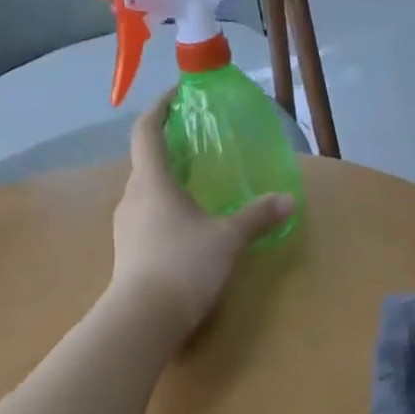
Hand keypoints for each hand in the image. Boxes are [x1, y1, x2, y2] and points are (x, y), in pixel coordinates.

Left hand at [109, 91, 293, 340]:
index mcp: (152, 181)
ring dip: (167, 184)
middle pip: (146, 162)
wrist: (144, 318)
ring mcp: (125, 226)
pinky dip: (165, 211)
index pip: (146, 131)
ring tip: (196, 187)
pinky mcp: (127, 251)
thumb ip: (257, 217)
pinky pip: (146, 218)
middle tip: (196, 145)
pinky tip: (187, 228)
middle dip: (169, 149)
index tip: (175, 95)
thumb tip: (289, 201)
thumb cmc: (184, 264)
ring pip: (146, 193)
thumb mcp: (228, 239)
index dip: (159, 108)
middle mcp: (132, 197)